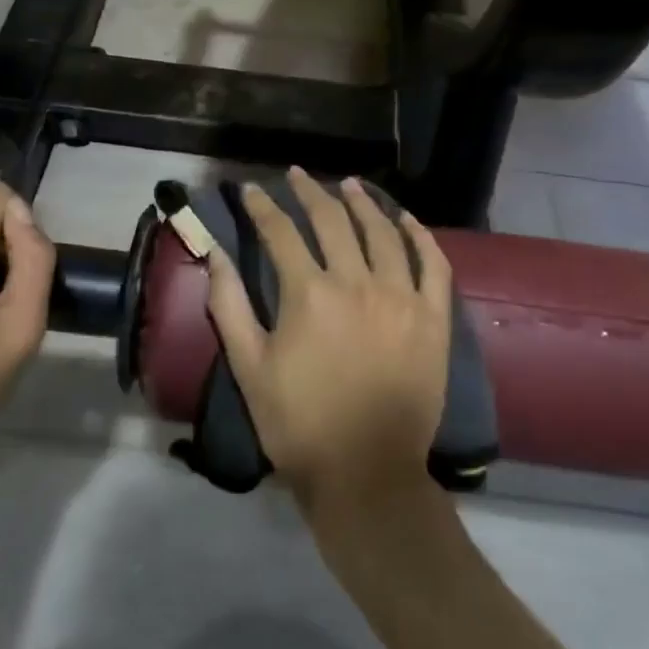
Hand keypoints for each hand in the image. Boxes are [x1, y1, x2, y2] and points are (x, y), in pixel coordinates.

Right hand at [205, 167, 451, 519]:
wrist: (366, 473)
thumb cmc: (298, 423)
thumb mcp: (249, 367)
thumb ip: (228, 305)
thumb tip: (215, 253)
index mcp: (309, 294)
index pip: (280, 233)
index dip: (262, 207)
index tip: (251, 190)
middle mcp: (358, 283)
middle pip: (333, 221)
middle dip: (311, 192)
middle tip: (298, 175)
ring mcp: (402, 298)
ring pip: (383, 233)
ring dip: (363, 203)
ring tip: (349, 185)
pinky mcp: (433, 318)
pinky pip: (433, 264)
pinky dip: (420, 236)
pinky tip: (406, 219)